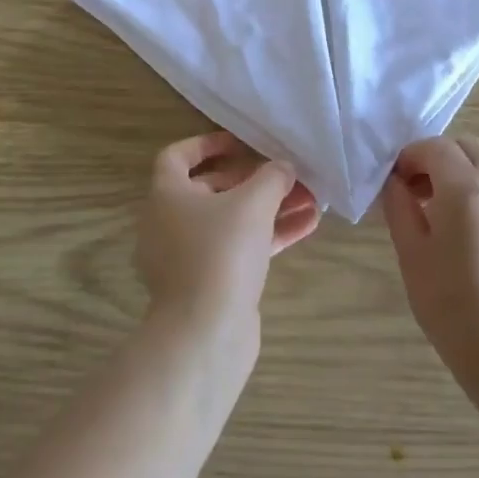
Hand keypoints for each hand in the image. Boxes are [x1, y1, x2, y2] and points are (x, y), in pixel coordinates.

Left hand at [138, 132, 318, 332]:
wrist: (205, 334)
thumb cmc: (221, 252)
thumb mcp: (253, 203)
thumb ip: (271, 177)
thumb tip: (283, 167)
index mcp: (167, 195)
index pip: (177, 156)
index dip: (208, 144)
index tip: (242, 143)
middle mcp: (169, 223)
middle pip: (213, 189)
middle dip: (255, 180)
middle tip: (289, 175)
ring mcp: (188, 257)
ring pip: (231, 222)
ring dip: (270, 209)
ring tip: (311, 200)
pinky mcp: (209, 284)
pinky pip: (239, 250)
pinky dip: (269, 237)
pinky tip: (307, 227)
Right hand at [381, 136, 478, 382]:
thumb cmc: (451, 305)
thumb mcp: (411, 253)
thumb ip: (399, 206)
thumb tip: (395, 181)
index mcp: (464, 186)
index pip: (434, 147)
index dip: (409, 157)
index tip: (395, 183)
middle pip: (466, 145)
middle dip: (437, 157)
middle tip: (417, 190)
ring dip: (465, 164)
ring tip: (446, 200)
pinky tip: (471, 220)